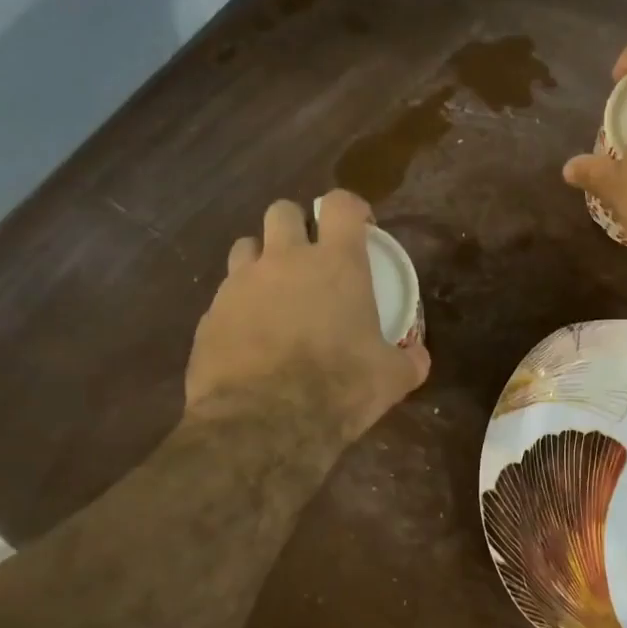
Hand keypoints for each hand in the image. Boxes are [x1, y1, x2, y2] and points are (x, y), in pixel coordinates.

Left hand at [184, 191, 430, 439]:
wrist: (264, 423)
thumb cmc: (339, 388)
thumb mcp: (392, 378)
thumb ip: (409, 360)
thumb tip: (417, 357)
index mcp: (336, 263)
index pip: (341, 204)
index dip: (352, 208)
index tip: (360, 228)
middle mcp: (285, 260)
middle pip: (283, 210)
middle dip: (298, 225)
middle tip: (311, 257)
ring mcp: (240, 284)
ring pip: (246, 246)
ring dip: (263, 259)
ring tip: (276, 292)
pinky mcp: (209, 315)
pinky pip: (225, 294)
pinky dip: (240, 305)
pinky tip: (252, 336)